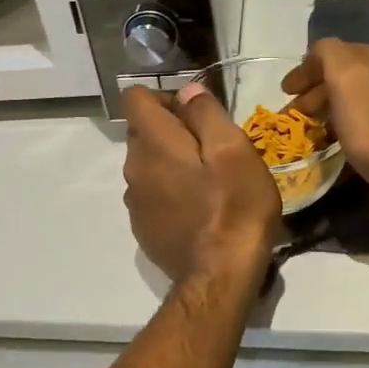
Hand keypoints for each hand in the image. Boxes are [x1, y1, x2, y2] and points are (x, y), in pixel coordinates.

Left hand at [122, 84, 280, 284]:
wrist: (220, 276)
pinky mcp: (143, 228)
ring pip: (146, 164)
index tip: (195, 115)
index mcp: (154, 143)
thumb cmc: (234, 206)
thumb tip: (187, 91)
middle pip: (142, 131)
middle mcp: (133, 168)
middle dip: (171, 130)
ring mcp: (134, 202)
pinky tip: (198, 210)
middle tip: (211, 150)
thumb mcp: (234, 149)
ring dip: (170, 163)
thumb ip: (206, 114)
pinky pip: (151, 194)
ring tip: (208, 182)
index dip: (164, 97)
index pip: (135, 98)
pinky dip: (169, 192)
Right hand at [282, 40, 368, 194]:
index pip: (330, 52)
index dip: (304, 71)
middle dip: (316, 93)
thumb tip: (318, 56)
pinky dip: (350, 127)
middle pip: (345, 76)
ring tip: (314, 134)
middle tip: (295, 116)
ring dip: (332, 111)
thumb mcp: (344, 77)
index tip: (285, 94)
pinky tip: (343, 146)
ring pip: (357, 99)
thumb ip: (327, 54)